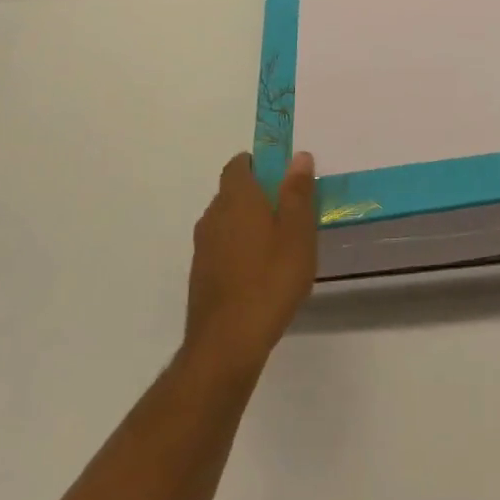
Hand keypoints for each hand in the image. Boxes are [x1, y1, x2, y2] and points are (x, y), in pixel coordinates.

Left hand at [183, 151, 317, 380]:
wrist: (227, 343)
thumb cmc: (270, 279)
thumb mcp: (297, 233)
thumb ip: (298, 192)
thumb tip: (298, 156)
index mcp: (236, 198)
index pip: (238, 164)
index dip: (259, 164)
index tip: (282, 175)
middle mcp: (213, 215)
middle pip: (233, 192)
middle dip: (258, 195)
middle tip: (290, 212)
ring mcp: (203, 246)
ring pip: (227, 221)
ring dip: (248, 224)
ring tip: (279, 245)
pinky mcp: (201, 274)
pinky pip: (222, 248)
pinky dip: (239, 249)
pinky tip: (261, 273)